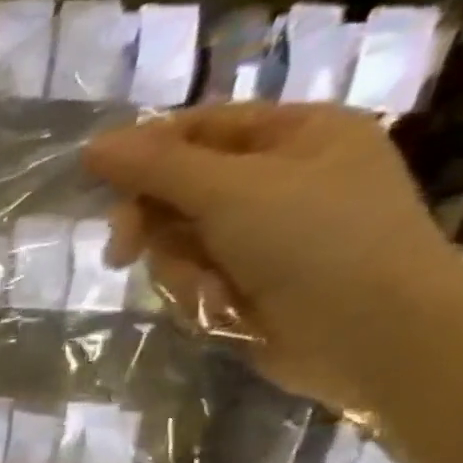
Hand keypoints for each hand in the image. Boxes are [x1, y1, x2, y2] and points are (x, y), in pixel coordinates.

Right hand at [84, 103, 462, 412]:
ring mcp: (264, 235)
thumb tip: (92, 146)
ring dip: (176, 267)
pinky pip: (192, 277)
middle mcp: (280, 178)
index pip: (198, 128)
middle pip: (180, 188)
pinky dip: (194, 292)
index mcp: (296, 134)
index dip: (143, 151)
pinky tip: (218, 306)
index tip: (92, 180)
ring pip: (178, 240)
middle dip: (152, 221)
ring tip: (203, 288)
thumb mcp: (231, 190)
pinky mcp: (249, 283)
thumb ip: (157, 167)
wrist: (371, 334)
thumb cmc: (315, 241)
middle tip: (123, 250)